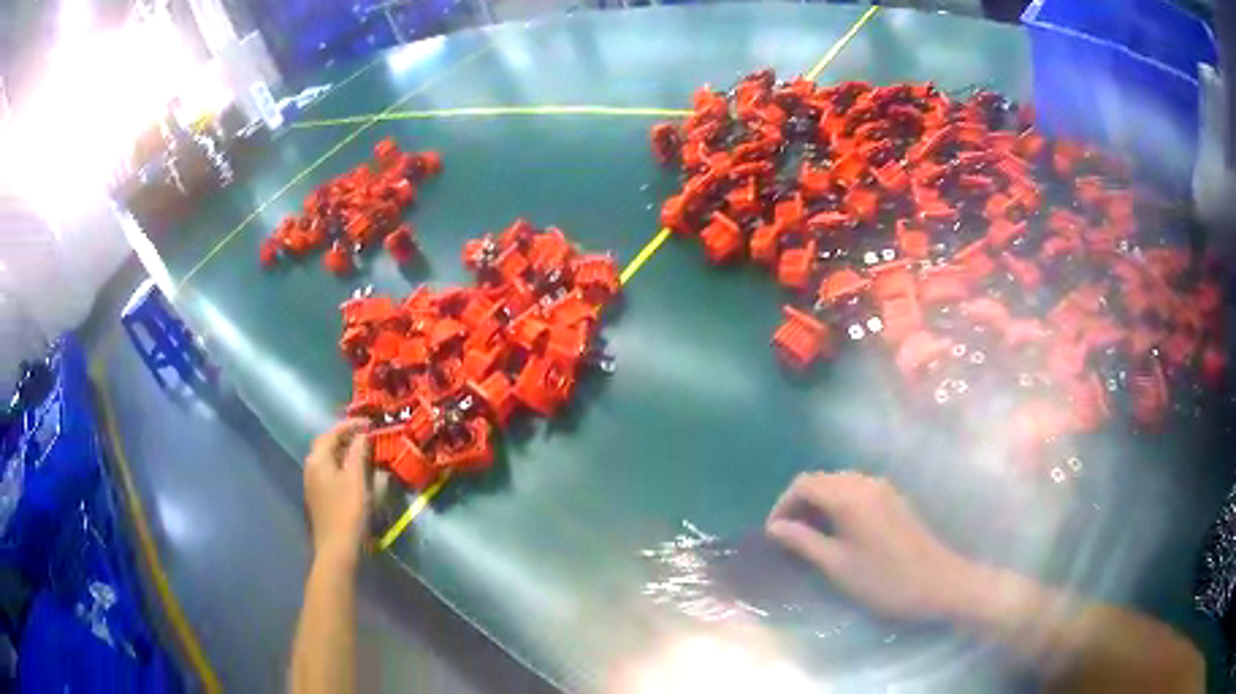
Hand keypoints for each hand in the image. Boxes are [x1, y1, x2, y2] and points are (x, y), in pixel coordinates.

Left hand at [304, 419, 372, 564]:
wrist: (336, 548)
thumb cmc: (348, 511)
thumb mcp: (357, 479)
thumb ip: (358, 452)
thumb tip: (362, 434)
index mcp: (318, 459)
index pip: (332, 432)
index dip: (351, 425)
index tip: (370, 422)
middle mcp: (311, 467)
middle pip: (327, 444)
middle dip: (346, 437)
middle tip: (366, 435)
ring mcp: (312, 484)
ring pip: (328, 459)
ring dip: (344, 452)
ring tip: (364, 452)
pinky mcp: (318, 498)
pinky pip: (329, 472)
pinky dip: (342, 466)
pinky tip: (355, 474)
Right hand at [766, 471, 978, 620]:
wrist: (937, 582)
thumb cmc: (883, 579)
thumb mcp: (837, 565)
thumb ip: (803, 542)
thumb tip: (775, 528)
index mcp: (849, 496)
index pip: (803, 484)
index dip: (782, 505)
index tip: (773, 534)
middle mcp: (865, 483)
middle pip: (821, 479)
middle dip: (799, 503)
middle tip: (788, 537)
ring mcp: (883, 488)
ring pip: (839, 484)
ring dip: (819, 503)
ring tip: (809, 536)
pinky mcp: (893, 499)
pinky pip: (856, 490)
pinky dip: (838, 504)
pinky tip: (839, 532)